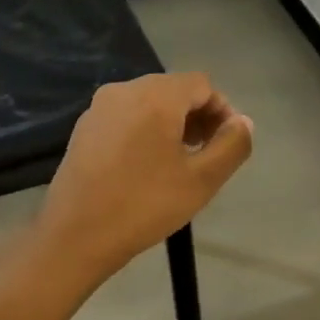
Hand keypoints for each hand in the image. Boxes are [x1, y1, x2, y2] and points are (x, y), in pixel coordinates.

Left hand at [39, 73, 252, 282]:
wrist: (77, 234)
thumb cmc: (146, 205)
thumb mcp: (202, 180)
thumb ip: (232, 145)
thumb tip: (243, 122)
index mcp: (156, 96)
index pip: (202, 85)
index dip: (222, 110)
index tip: (228, 145)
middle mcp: (124, 90)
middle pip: (173, 90)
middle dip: (198, 116)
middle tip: (208, 155)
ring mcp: (99, 109)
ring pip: (148, 104)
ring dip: (173, 125)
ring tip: (180, 164)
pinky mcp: (83, 129)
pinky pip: (126, 118)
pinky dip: (146, 132)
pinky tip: (147, 168)